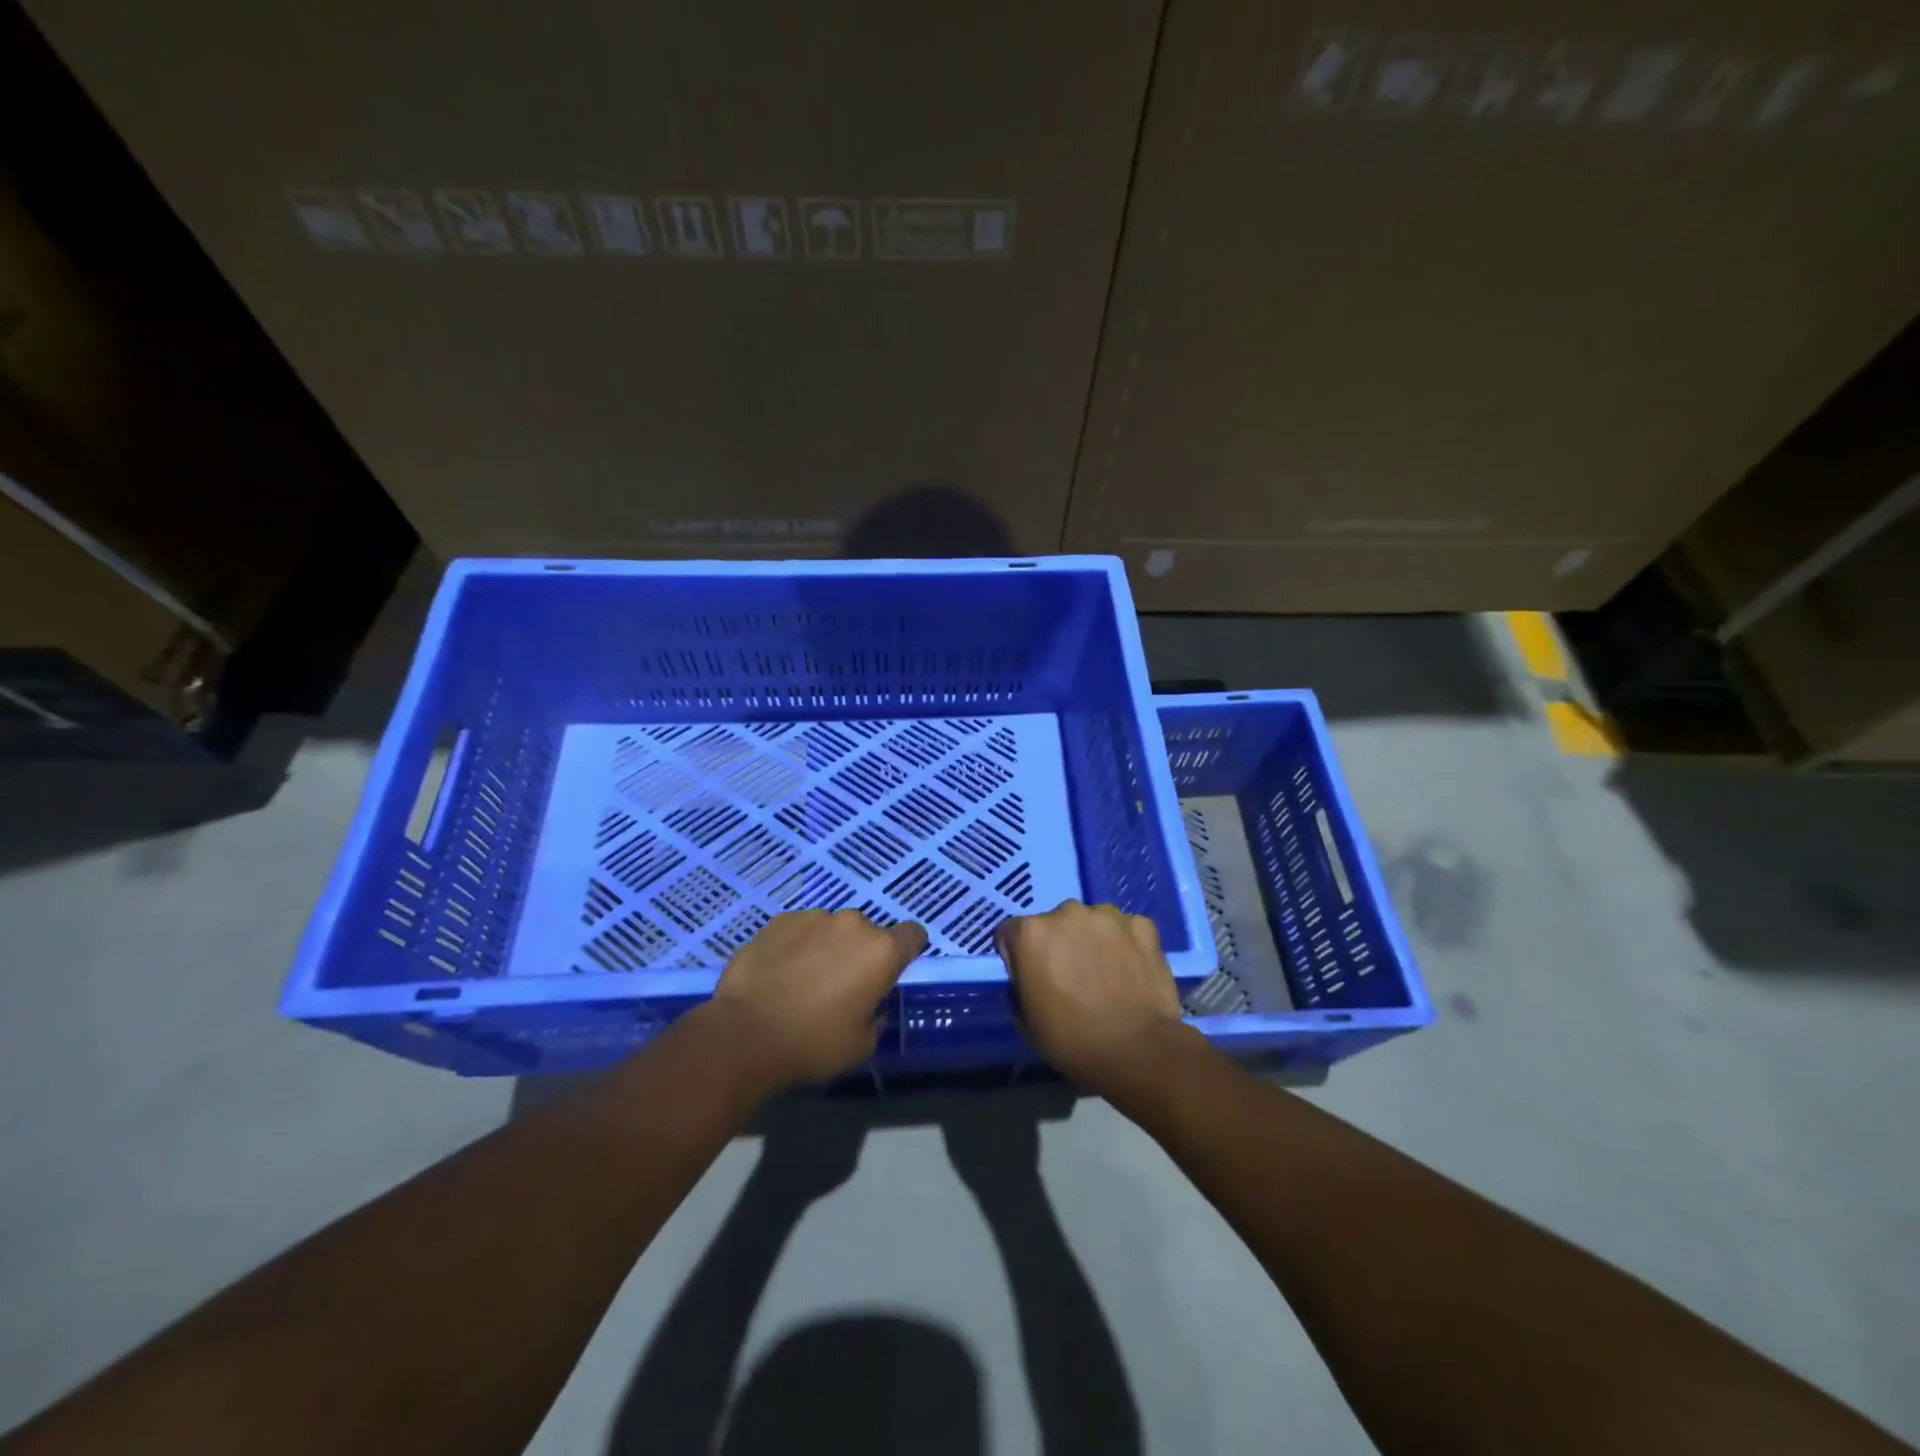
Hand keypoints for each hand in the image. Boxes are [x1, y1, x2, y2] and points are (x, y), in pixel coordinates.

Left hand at [709, 909, 926, 1088]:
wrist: (744, 1035)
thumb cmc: (812, 1044)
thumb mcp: (861, 1045)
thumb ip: (876, 1017)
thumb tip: (870, 1005)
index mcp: (881, 951)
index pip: (914, 934)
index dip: (908, 951)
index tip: (892, 972)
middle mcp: (852, 924)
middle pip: (868, 933)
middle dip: (860, 954)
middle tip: (841, 987)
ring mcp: (813, 917)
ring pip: (831, 929)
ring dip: (826, 947)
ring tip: (803, 980)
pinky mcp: (779, 920)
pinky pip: (799, 929)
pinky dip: (796, 945)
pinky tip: (778, 973)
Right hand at [996, 901, 1186, 1088]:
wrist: (1138, 1051)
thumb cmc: (1072, 1040)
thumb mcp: (1026, 1021)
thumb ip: (1021, 984)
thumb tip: (1030, 975)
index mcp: (1031, 933)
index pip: (1012, 933)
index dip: (1019, 956)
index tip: (1032, 978)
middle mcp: (1066, 912)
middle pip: (1055, 923)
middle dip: (1059, 943)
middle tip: (1072, 977)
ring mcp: (1107, 915)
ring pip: (1092, 922)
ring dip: (1093, 939)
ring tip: (1106, 974)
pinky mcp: (1142, 924)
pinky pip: (1126, 929)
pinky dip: (1126, 944)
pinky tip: (1132, 971)